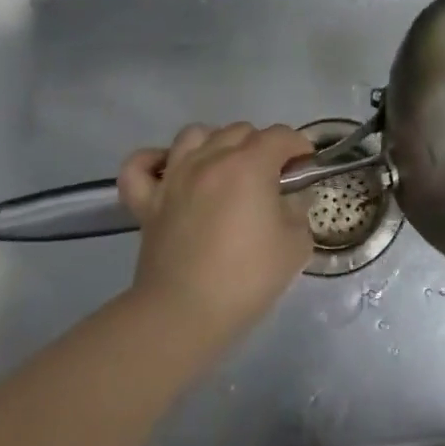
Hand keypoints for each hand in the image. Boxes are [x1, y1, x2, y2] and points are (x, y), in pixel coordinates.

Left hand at [115, 122, 316, 352]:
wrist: (183, 315)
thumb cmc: (246, 278)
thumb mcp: (296, 245)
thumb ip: (299, 212)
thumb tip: (291, 199)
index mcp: (250, 165)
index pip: (281, 136)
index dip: (299, 147)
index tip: (305, 169)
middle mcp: (210, 160)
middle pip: (240, 130)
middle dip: (262, 146)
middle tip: (271, 179)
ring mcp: (174, 178)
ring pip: (194, 135)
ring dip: (216, 143)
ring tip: (225, 169)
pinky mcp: (147, 202)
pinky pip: (139, 166)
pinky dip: (153, 161)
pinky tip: (169, 172)